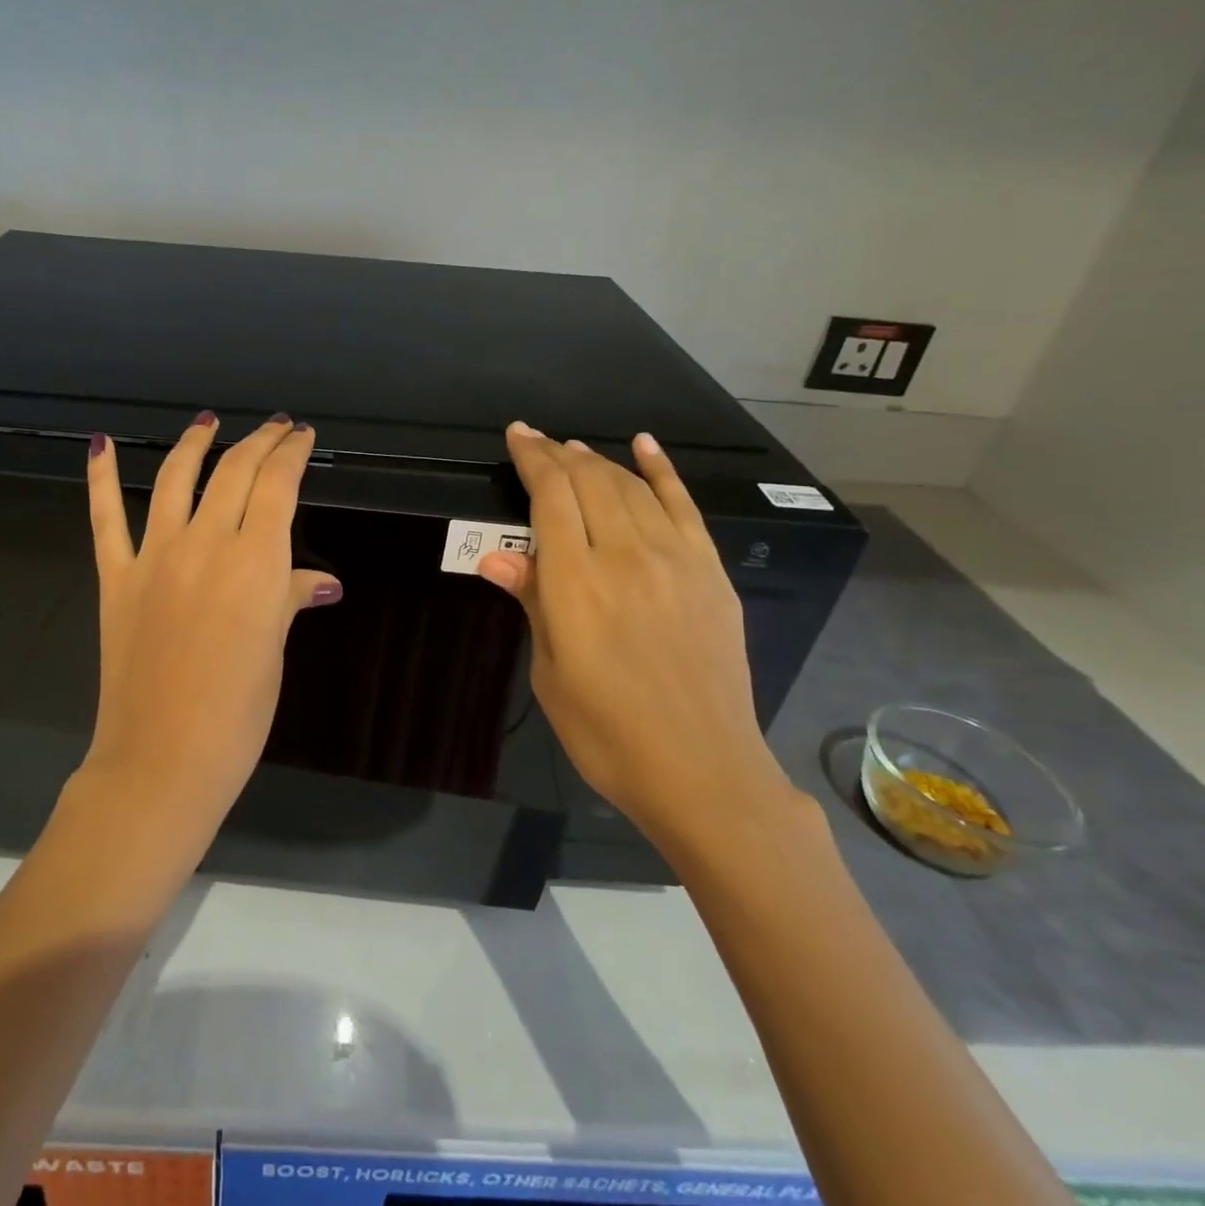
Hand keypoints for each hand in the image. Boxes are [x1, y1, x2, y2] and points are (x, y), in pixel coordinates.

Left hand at [79, 412, 341, 833]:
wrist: (162, 760)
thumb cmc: (238, 713)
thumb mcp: (274, 650)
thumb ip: (289, 599)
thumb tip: (321, 581)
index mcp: (255, 561)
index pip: (277, 485)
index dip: (292, 454)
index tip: (302, 437)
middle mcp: (205, 544)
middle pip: (234, 472)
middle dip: (259, 442)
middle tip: (276, 429)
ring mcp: (154, 557)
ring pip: (174, 478)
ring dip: (194, 444)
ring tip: (208, 422)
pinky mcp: (116, 578)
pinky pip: (105, 518)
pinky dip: (99, 478)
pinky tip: (100, 445)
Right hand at [478, 423, 799, 852]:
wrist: (702, 770)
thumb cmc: (606, 732)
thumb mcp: (552, 673)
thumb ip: (532, 602)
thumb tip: (495, 557)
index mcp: (576, 583)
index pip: (550, 497)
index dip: (532, 459)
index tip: (517, 435)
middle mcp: (624, 556)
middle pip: (590, 481)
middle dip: (559, 454)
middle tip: (538, 442)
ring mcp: (674, 560)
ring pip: (631, 487)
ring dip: (599, 462)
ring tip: (575, 450)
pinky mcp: (709, 572)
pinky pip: (684, 506)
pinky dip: (662, 470)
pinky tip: (645, 445)